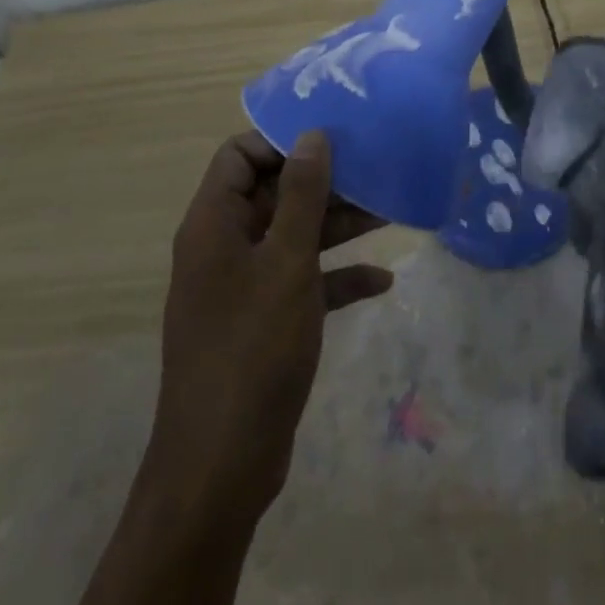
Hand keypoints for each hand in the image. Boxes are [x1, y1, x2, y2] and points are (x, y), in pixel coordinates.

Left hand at [145, 130, 393, 535]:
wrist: (221, 467)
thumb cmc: (252, 349)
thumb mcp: (286, 262)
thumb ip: (301, 195)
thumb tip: (311, 136)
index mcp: (214, 225)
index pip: (238, 156)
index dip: (281, 141)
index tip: (331, 140)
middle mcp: (224, 248)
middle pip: (272, 193)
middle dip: (323, 182)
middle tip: (373, 169)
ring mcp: (243, 287)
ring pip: (293, 236)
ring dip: (338, 225)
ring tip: (390, 211)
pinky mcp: (263, 322)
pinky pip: (303, 282)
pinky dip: (337, 277)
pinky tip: (381, 281)